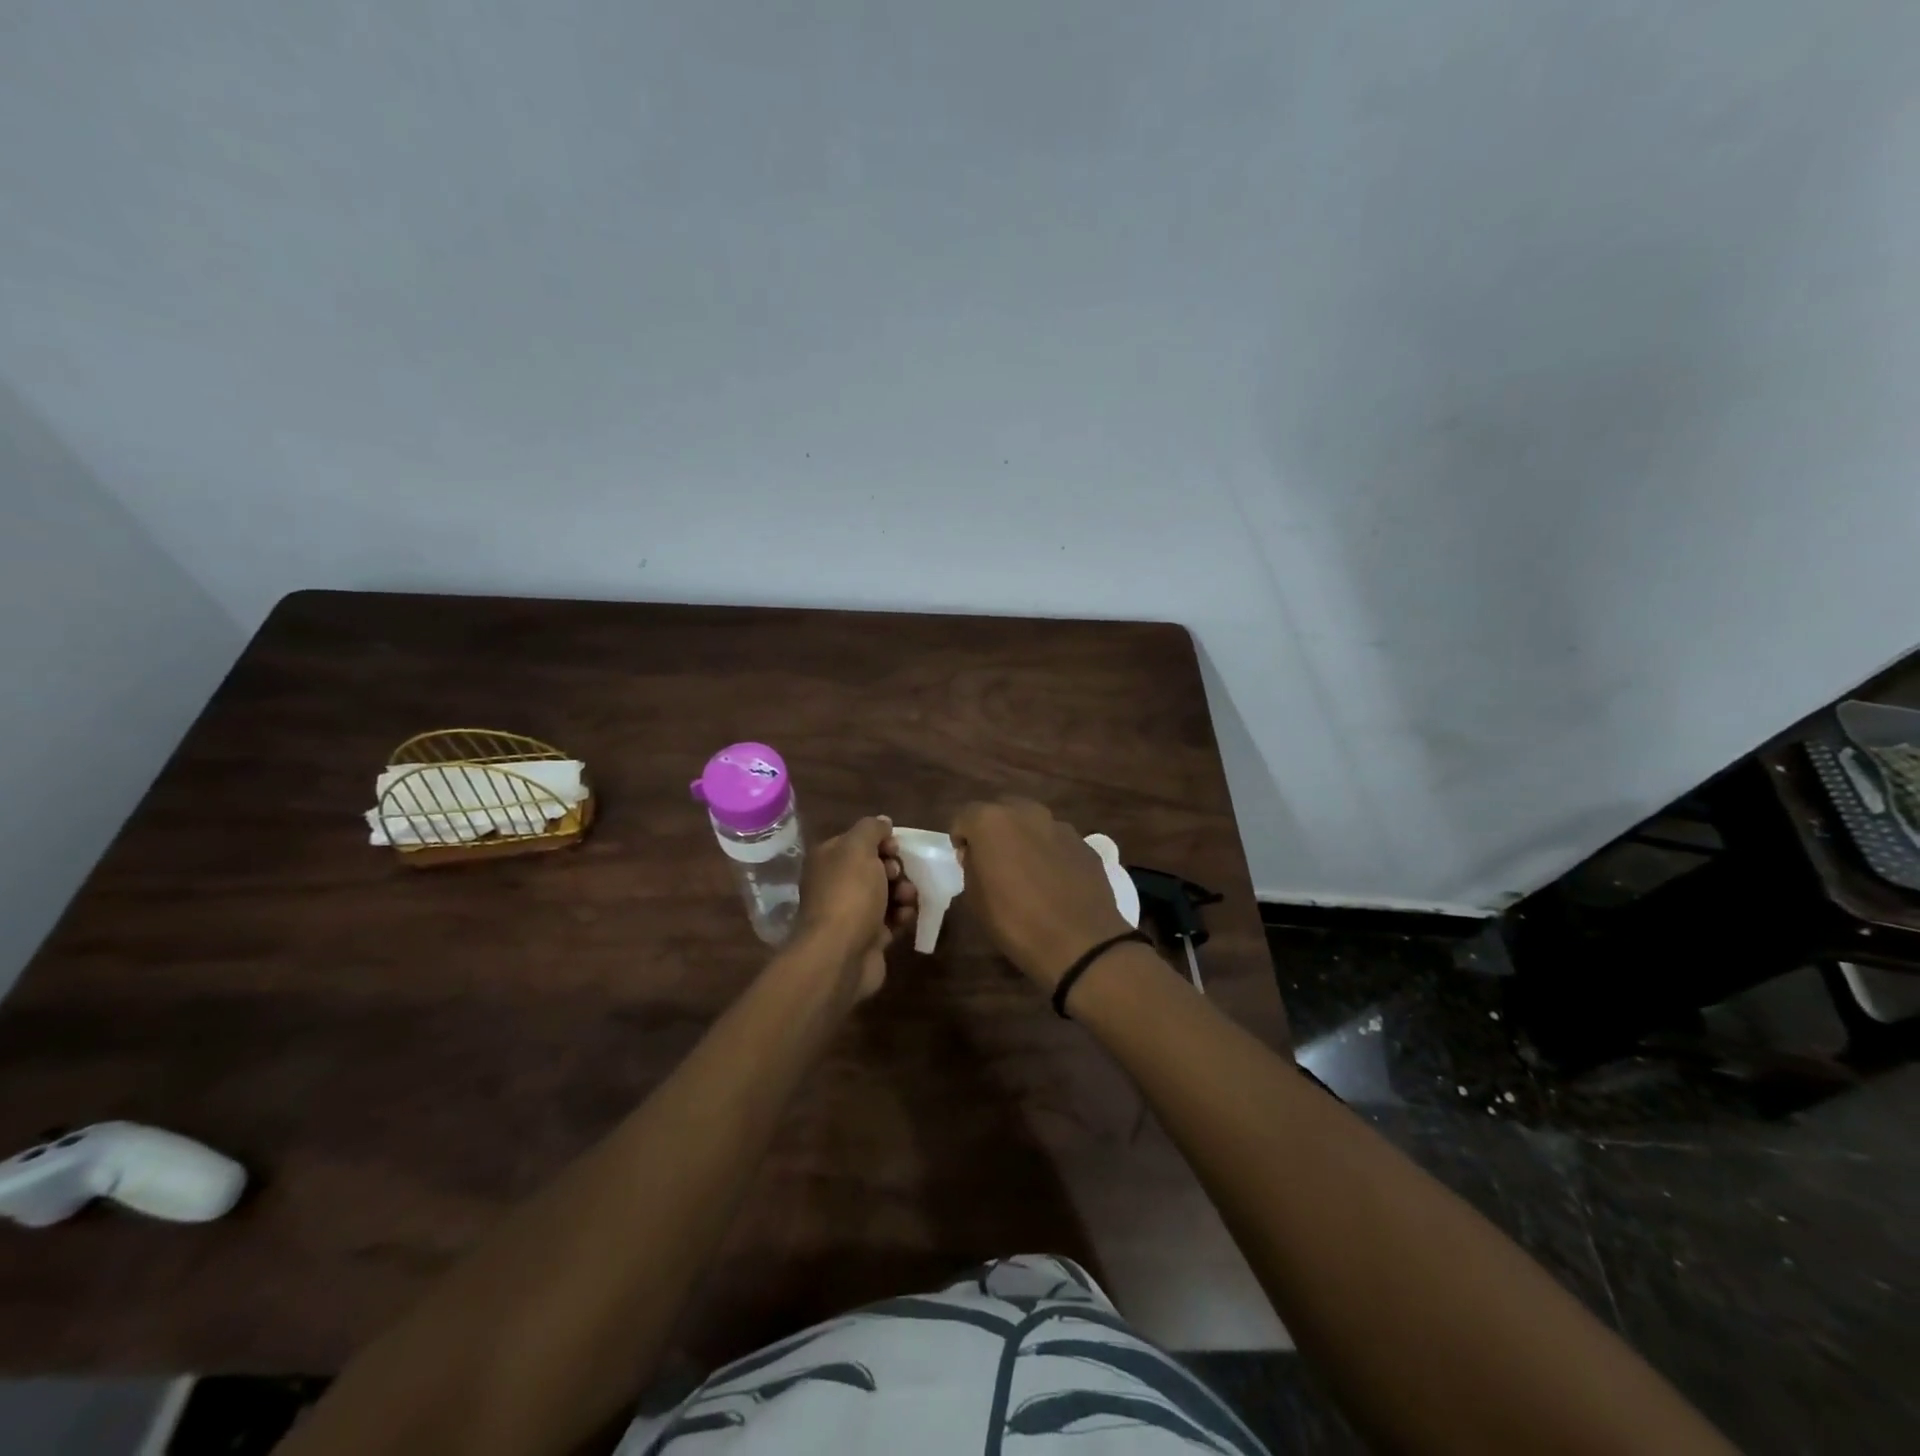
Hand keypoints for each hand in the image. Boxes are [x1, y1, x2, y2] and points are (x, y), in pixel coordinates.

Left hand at [789, 816, 916, 1001]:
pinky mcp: (867, 937)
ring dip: (903, 892)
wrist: (840, 955)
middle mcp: (836, 884)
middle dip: (895, 869)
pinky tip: (905, 918)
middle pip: (875, 867)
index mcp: (829, 859)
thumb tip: (883, 822)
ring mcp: (851, 912)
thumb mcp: (858, 848)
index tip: (894, 849)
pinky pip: (891, 919)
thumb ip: (871, 829)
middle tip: (898, 876)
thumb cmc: (849, 894)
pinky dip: (901, 916)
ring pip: (886, 893)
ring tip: (907, 899)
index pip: (859, 841)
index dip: (881, 842)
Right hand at [951, 799, 1131, 991]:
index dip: (961, 837)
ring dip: (1025, 839)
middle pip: (1002, 810)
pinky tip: (1054, 882)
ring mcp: (1060, 826)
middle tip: (994, 860)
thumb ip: (971, 866)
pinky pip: (1057, 841)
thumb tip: (977, 854)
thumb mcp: (975, 899)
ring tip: (1028, 872)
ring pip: (1033, 823)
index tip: (965, 860)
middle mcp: (1027, 813)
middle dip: (994, 830)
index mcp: (992, 822)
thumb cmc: (1016, 922)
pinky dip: (1050, 853)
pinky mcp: (1085, 844)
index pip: (965, 816)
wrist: (1080, 943)